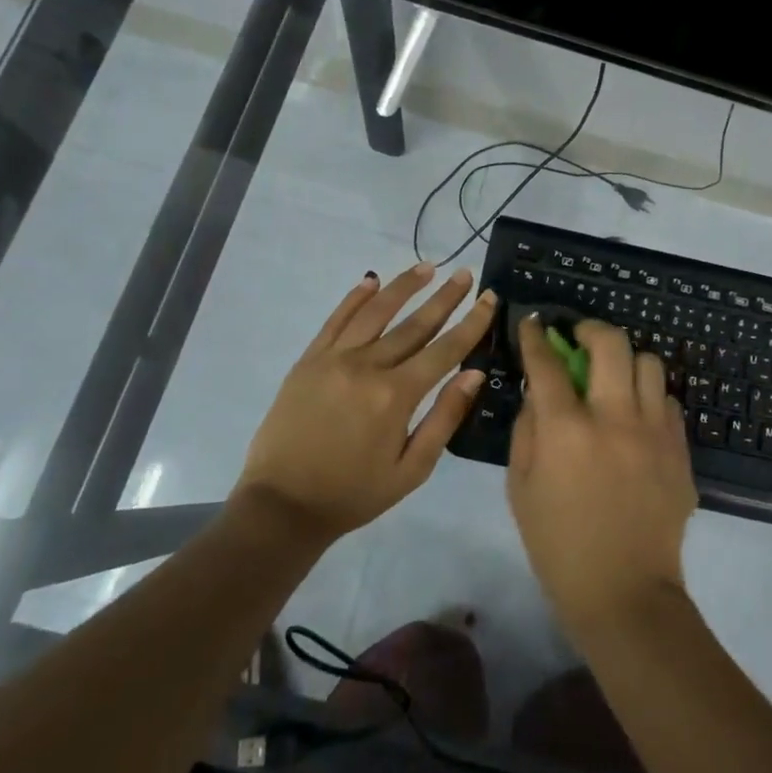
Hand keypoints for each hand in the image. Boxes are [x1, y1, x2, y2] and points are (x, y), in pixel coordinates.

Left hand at [236, 265, 497, 542]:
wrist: (283, 505)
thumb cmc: (354, 494)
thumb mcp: (412, 469)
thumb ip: (444, 418)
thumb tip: (473, 374)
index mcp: (396, 396)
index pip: (444, 349)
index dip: (471, 323)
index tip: (489, 297)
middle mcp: (367, 367)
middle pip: (414, 324)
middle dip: (444, 297)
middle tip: (465, 274)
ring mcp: (333, 359)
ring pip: (375, 312)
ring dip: (403, 287)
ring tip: (427, 267)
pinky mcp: (308, 360)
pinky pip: (335, 320)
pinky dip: (354, 297)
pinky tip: (371, 280)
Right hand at [507, 316, 697, 630]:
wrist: (624, 592)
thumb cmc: (558, 544)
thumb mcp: (521, 486)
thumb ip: (528, 429)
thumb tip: (539, 391)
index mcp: (567, 430)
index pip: (547, 364)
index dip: (535, 337)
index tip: (532, 323)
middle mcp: (615, 418)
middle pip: (611, 343)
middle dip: (590, 329)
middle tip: (579, 339)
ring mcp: (655, 432)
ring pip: (649, 363)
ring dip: (626, 361)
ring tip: (614, 379)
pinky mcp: (681, 450)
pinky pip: (668, 401)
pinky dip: (648, 397)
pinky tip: (636, 418)